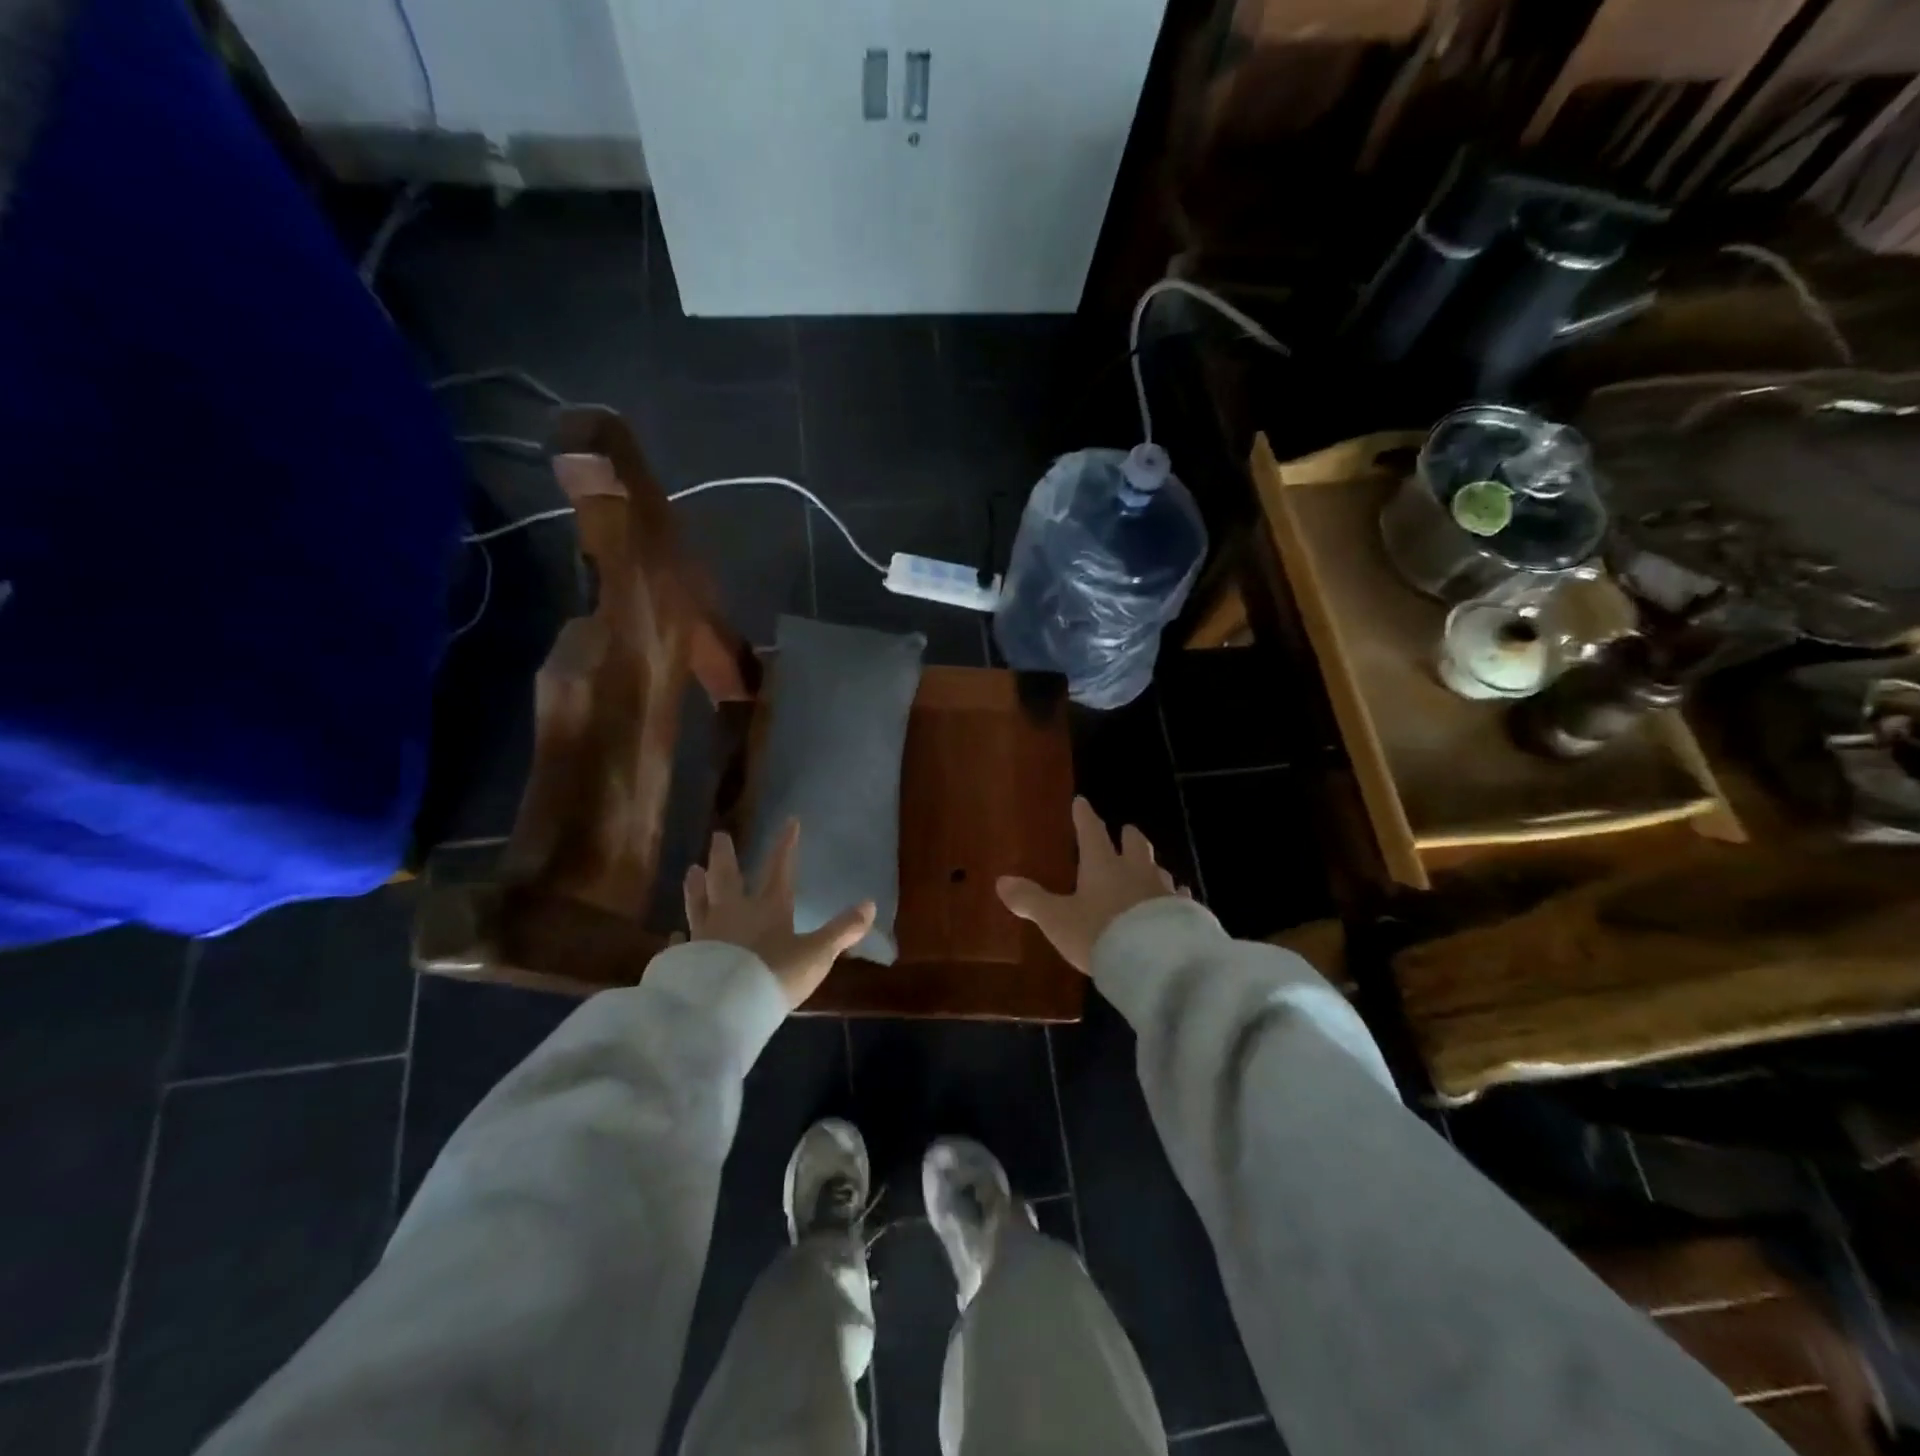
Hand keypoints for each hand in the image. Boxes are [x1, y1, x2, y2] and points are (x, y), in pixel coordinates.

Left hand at [684, 821, 875, 1008]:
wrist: (723, 1008)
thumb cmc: (774, 975)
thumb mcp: (816, 954)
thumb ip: (842, 930)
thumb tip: (870, 904)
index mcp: (768, 908)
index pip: (779, 869)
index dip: (786, 845)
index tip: (789, 821)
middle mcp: (734, 913)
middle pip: (727, 877)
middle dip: (725, 855)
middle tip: (718, 835)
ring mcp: (706, 934)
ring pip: (699, 902)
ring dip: (696, 886)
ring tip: (691, 870)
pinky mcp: (686, 959)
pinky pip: (681, 944)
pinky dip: (678, 939)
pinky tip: (674, 936)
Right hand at [996, 797, 1185, 974]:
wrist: (1156, 962)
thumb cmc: (1100, 934)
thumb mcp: (1057, 920)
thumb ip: (1031, 901)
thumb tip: (1001, 881)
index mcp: (1102, 865)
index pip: (1091, 832)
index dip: (1084, 816)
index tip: (1082, 801)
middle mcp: (1136, 871)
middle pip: (1136, 844)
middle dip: (1128, 836)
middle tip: (1126, 830)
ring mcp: (1164, 891)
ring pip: (1160, 870)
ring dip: (1152, 867)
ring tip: (1151, 869)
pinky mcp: (1185, 913)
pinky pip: (1180, 898)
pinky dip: (1175, 896)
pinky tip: (1179, 900)